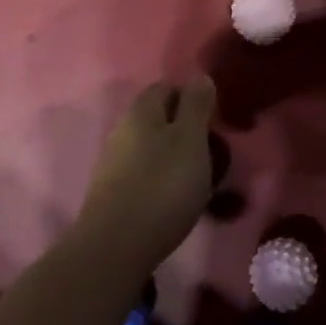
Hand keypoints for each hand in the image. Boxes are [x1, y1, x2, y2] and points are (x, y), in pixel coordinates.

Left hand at [77, 77, 217, 267]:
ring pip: (152, 149)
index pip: (167, 88)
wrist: (115, 247)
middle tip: (212, 155)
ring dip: (175, 159)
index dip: (192, 99)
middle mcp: (122, 129)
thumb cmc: (162, 185)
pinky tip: (175, 202)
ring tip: (199, 183)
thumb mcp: (191, 139)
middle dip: (186, 132)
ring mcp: (113, 163)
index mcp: (141, 110)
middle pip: (159, 119)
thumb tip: (199, 76)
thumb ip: (196, 105)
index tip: (214, 121)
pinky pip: (144, 176)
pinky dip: (162, 182)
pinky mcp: (111, 194)